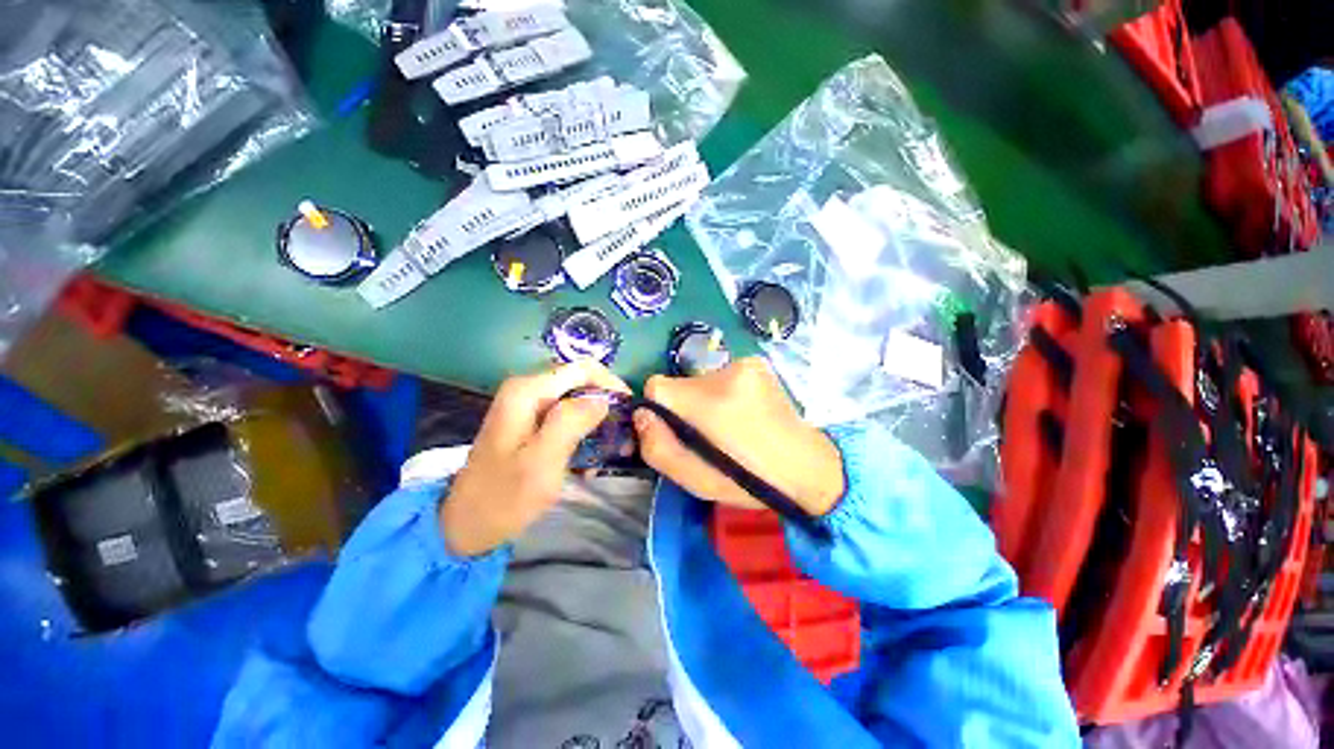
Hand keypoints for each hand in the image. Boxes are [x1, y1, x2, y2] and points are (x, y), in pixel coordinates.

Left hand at [441, 360, 629, 555]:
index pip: (583, 368)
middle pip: (580, 382)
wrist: (466, 526)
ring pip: (576, 399)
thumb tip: (603, 399)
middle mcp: (527, 389)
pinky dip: (583, 431)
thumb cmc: (504, 497)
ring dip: (597, 419)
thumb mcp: (542, 461)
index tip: (630, 410)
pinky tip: (590, 456)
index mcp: (527, 391)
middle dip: (606, 403)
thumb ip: (571, 422)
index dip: (611, 384)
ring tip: (613, 446)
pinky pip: (566, 416)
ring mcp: (527, 406)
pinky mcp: (530, 423)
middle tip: (624, 433)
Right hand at [633, 358, 844, 516]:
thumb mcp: (695, 480)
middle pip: (679, 384)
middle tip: (708, 434)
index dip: (660, 410)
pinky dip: (725, 391)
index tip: (679, 431)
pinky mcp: (756, 363)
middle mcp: (723, 374)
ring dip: (705, 400)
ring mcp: (743, 364)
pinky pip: (722, 375)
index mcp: (706, 404)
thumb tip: (642, 415)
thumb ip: (657, 447)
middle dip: (684, 407)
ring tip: (730, 425)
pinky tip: (744, 412)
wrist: (806, 465)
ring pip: (701, 380)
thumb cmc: (748, 480)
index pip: (656, 387)